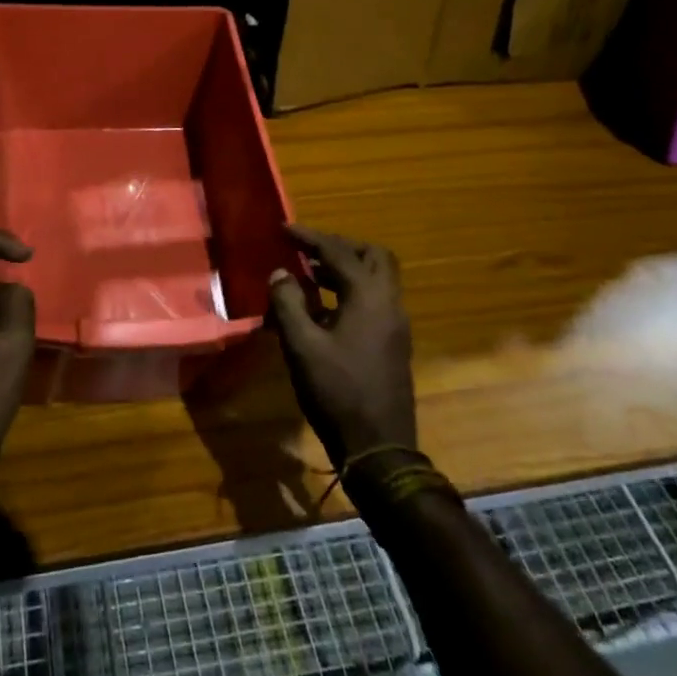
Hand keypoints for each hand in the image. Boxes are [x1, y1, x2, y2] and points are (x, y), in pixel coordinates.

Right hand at [265, 225, 415, 468]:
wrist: (378, 446)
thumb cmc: (336, 391)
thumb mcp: (302, 346)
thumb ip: (288, 303)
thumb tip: (280, 274)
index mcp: (369, 297)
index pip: (339, 252)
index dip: (310, 237)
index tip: (284, 229)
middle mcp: (389, 303)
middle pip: (373, 257)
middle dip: (341, 247)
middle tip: (309, 251)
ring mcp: (396, 325)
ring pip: (378, 279)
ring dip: (346, 270)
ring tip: (310, 277)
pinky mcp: (393, 343)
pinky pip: (375, 301)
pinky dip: (352, 292)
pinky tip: (324, 311)